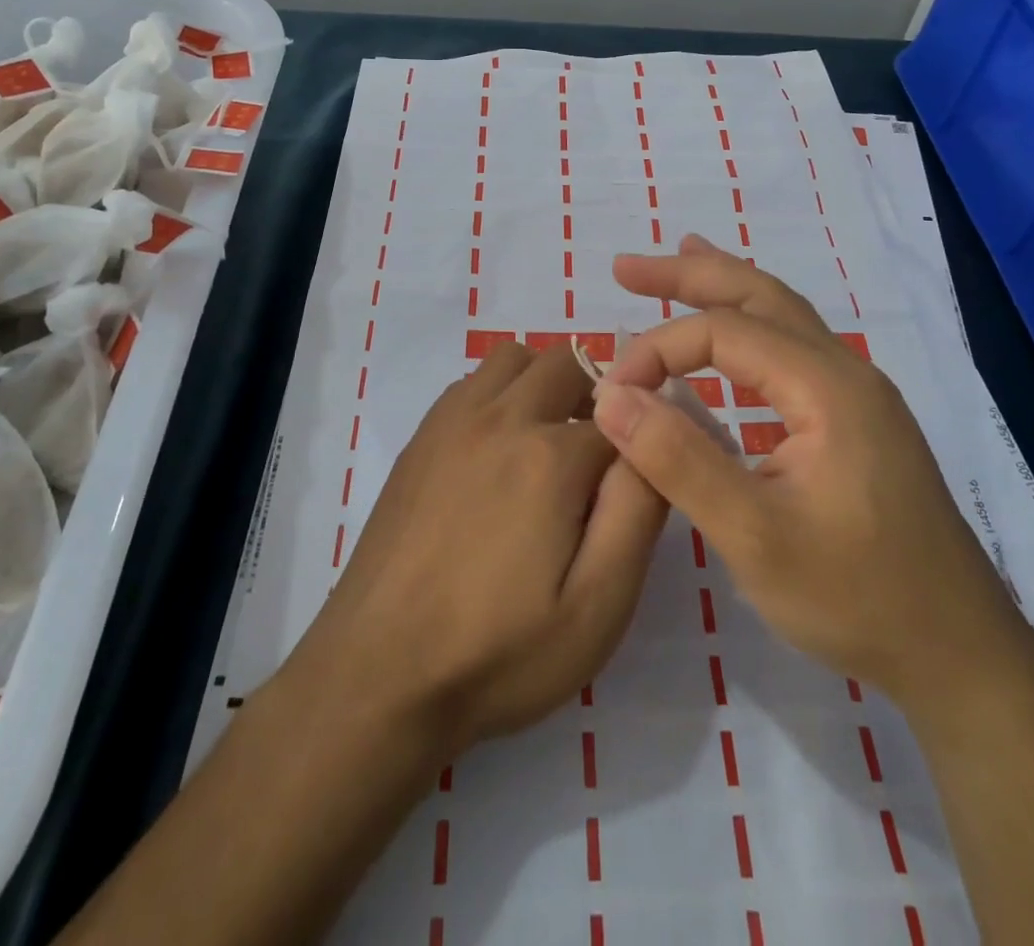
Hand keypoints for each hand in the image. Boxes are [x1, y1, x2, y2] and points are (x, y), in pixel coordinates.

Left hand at [282, 340, 668, 756]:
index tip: (636, 487)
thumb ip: (637, 512)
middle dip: (597, 398)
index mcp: (549, 456)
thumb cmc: (499, 653)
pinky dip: (499, 394)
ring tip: (548, 447)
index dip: (641, 446)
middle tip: (598, 463)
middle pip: (568, 364)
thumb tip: (655, 445)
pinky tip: (497, 453)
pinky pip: (472, 383)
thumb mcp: (598, 605)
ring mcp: (451, 422)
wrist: (378, 674)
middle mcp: (500, 417)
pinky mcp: (420, 438)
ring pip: (515, 359)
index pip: (622, 419)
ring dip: (545, 384)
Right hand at [595, 235, 1019, 703]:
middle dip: (689, 274)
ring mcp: (857, 394)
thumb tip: (611, 397)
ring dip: (722, 289)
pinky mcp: (855, 420)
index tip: (613, 394)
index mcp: (827, 386)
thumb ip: (679, 460)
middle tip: (625, 267)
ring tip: (677, 262)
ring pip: (780, 316)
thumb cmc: (858, 598)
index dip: (658, 350)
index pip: (724, 332)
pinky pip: (791, 349)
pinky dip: (747, 326)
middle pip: (760, 295)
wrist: (961, 654)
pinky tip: (727, 343)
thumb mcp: (754, 536)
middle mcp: (846, 372)